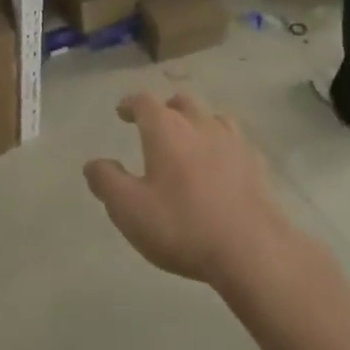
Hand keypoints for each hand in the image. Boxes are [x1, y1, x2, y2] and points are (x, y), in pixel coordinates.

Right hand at [84, 92, 296, 293]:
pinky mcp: (256, 162)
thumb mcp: (130, 210)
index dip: (130, 103)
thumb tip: (93, 163)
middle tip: (155, 124)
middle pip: (180, 101)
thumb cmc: (182, 226)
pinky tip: (222, 163)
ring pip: (211, 116)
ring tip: (190, 139)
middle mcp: (199, 123)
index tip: (122, 111)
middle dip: (165, 108)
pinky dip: (223, 145)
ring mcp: (232, 140)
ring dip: (197, 122)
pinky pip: (235, 141)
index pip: (143, 101)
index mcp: (166, 129)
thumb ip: (107, 182)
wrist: (252, 248)